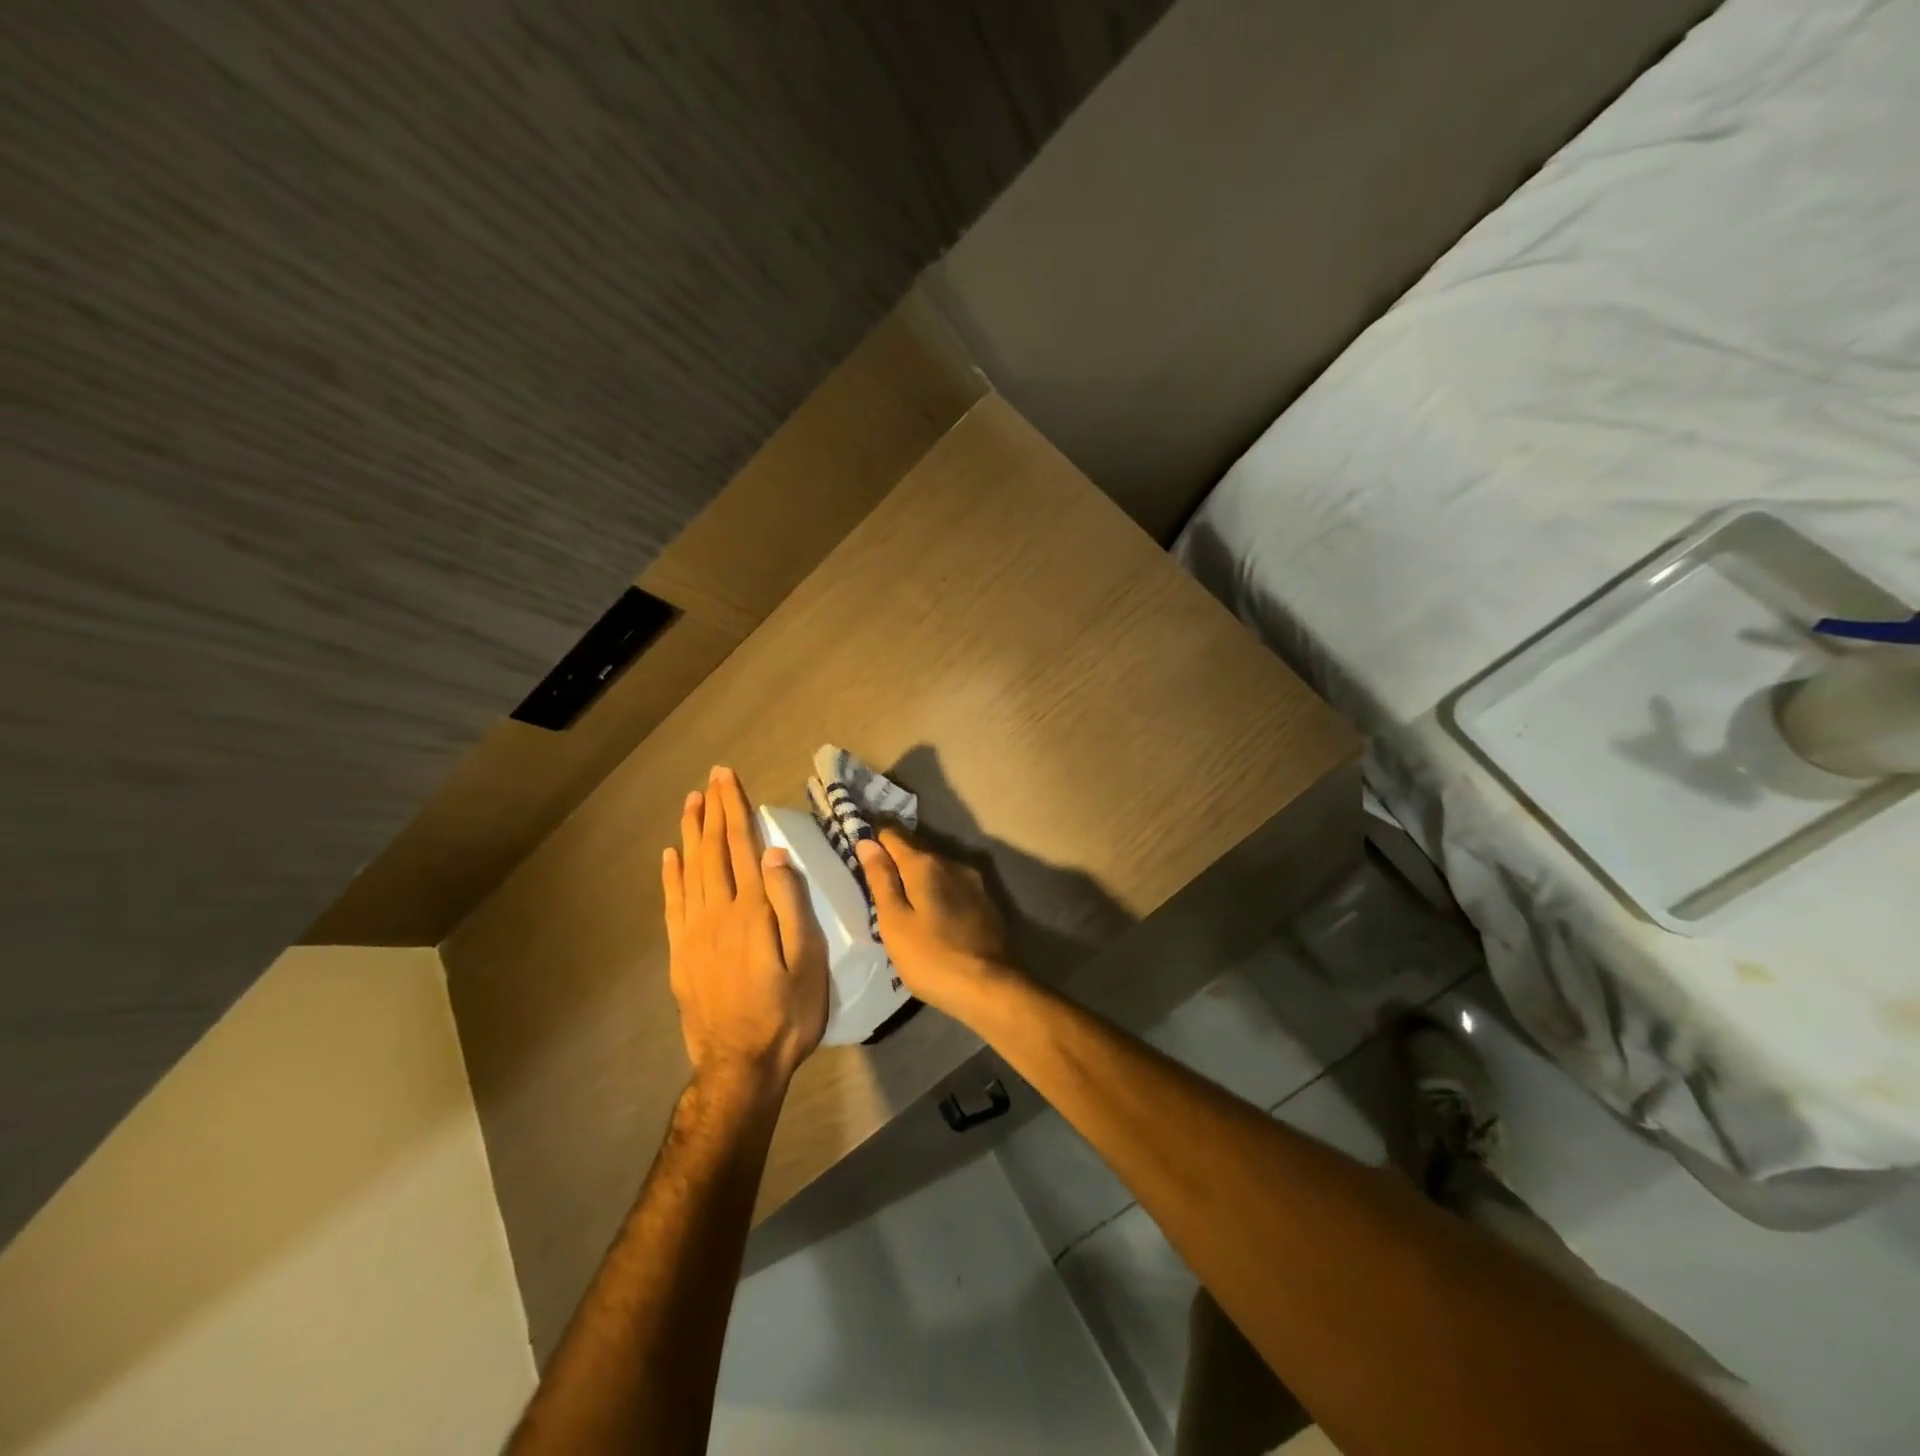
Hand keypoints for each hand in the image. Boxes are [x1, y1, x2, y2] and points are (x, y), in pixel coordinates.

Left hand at [663, 767, 828, 1086]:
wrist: (740, 1065)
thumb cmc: (787, 1013)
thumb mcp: (808, 961)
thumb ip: (791, 905)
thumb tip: (776, 854)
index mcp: (752, 911)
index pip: (743, 846)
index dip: (736, 809)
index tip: (728, 778)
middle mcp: (718, 912)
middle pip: (714, 851)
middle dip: (714, 811)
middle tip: (710, 778)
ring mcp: (694, 933)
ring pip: (690, 870)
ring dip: (691, 833)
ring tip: (690, 803)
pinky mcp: (681, 954)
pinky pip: (672, 904)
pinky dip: (670, 876)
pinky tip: (670, 856)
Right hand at [855, 828, 1024, 1019]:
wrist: (993, 988)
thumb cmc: (932, 958)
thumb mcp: (895, 922)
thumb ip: (881, 879)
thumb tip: (867, 841)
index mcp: (925, 864)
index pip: (893, 834)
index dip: (873, 837)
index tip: (856, 846)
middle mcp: (952, 862)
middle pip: (916, 848)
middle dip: (894, 855)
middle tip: (872, 874)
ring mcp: (973, 881)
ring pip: (936, 867)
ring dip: (916, 874)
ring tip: (898, 894)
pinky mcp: (985, 901)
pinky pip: (951, 884)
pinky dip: (935, 888)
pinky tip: (929, 909)